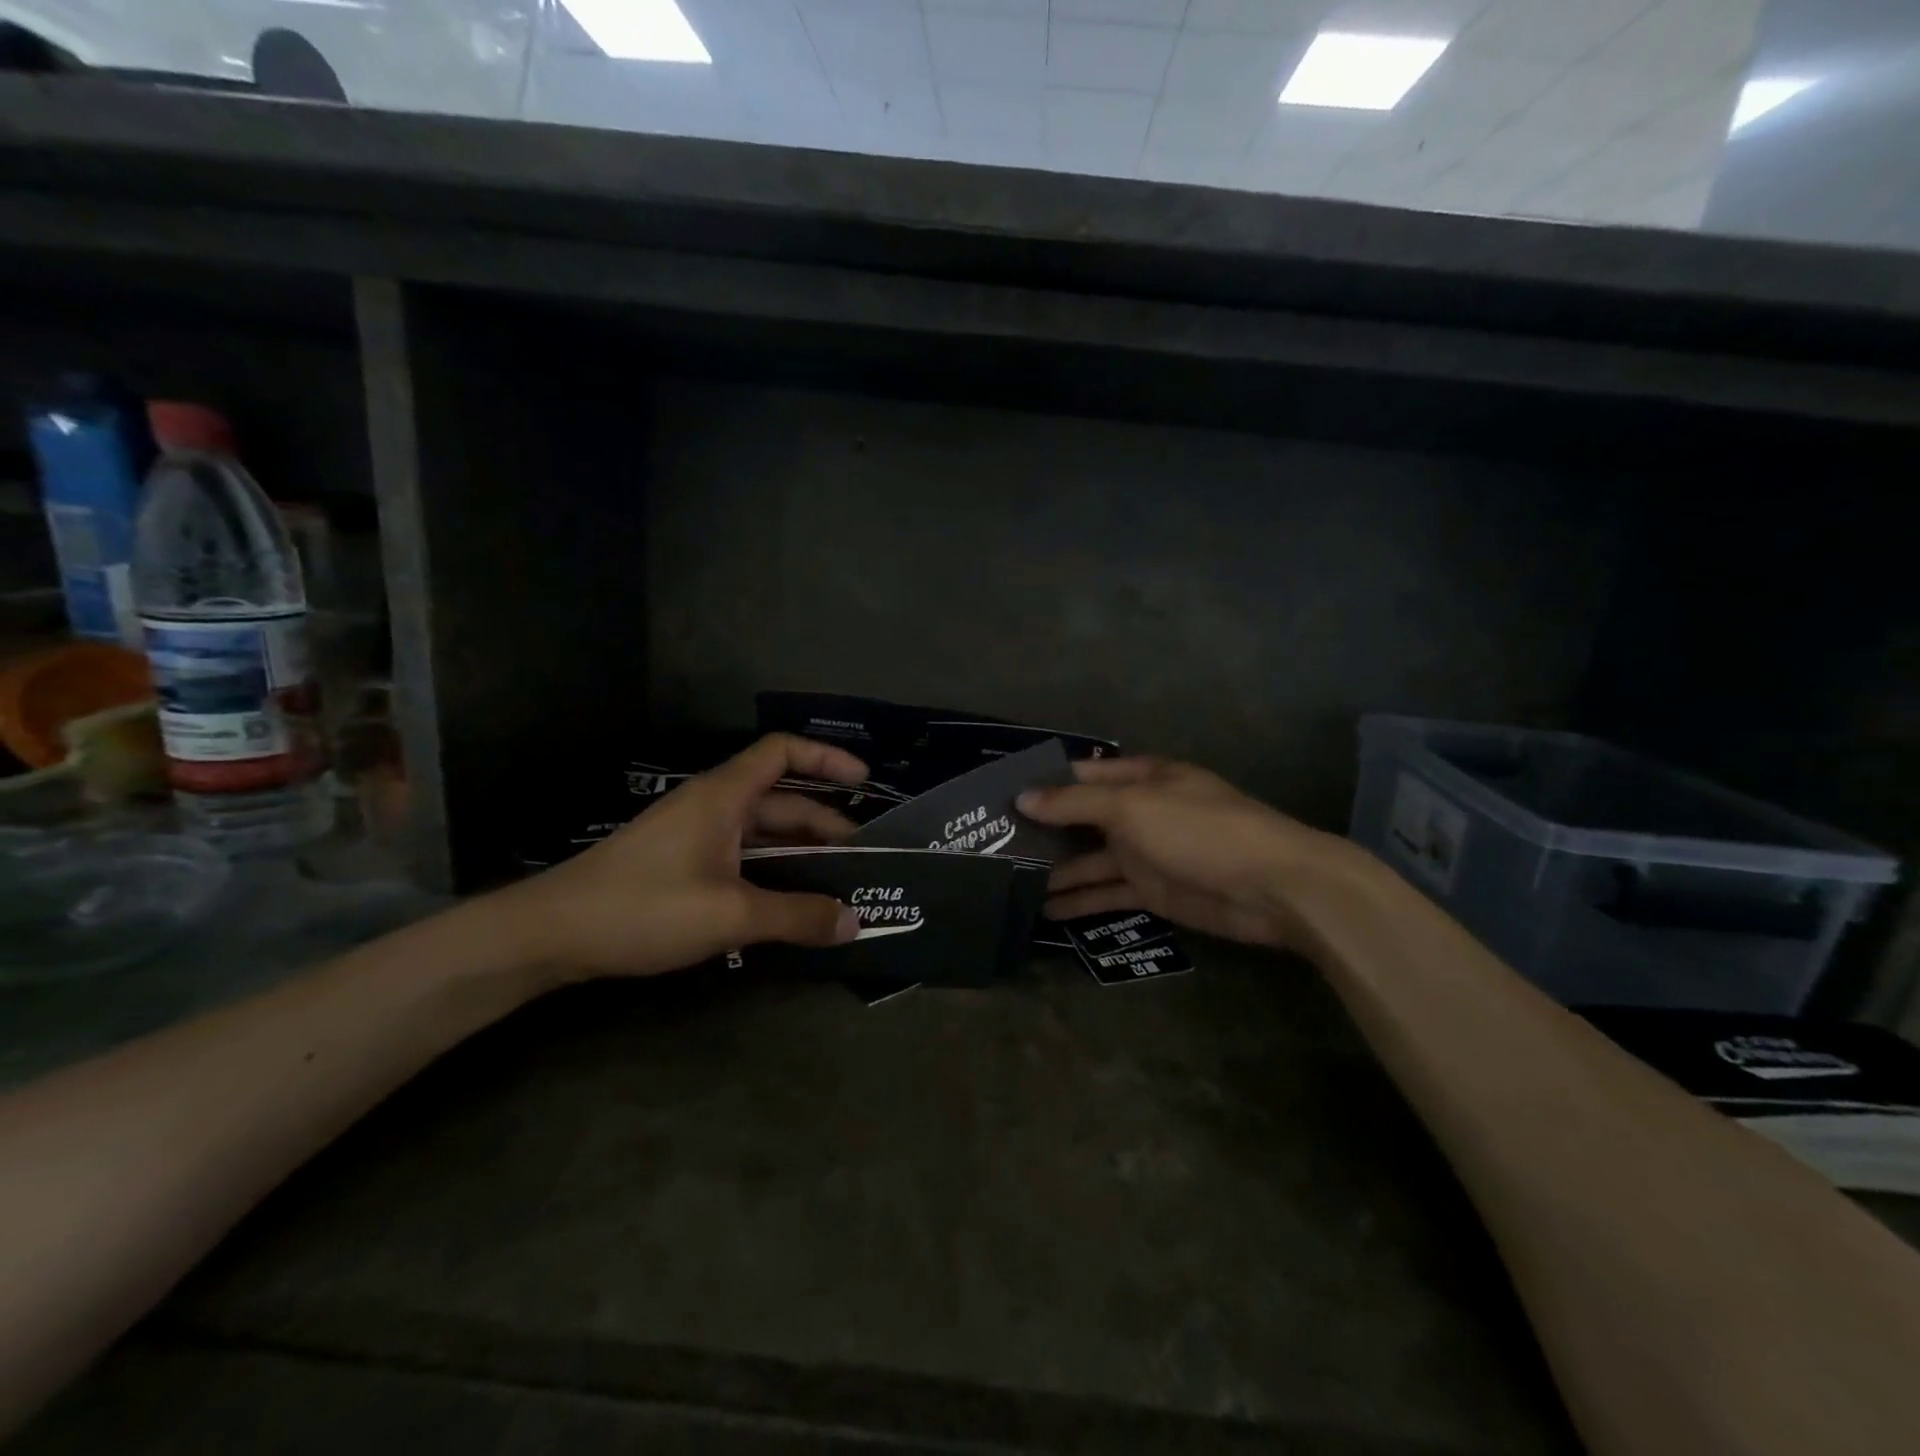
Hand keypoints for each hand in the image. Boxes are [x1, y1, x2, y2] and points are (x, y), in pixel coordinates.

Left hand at [493, 734, 867, 979]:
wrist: (551, 933)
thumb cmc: (643, 907)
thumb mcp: (730, 913)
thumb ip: (796, 916)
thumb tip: (853, 922)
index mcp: (723, 796)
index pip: (782, 752)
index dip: (827, 759)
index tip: (865, 782)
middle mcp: (713, 806)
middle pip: (781, 801)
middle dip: (826, 825)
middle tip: (864, 860)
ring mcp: (695, 836)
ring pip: (762, 834)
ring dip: (801, 854)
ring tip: (838, 884)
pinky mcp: (682, 865)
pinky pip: (742, 858)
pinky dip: (773, 873)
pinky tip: (790, 904)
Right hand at [1018, 757, 1373, 949]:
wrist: (1272, 887)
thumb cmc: (1200, 830)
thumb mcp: (1133, 808)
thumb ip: (1076, 804)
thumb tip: (1023, 798)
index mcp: (1140, 778)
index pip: (1082, 774)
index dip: (1043, 782)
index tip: (999, 796)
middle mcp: (1139, 811)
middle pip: (1082, 818)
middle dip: (1043, 828)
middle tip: (993, 842)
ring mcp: (1146, 853)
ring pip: (1090, 858)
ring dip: (1055, 868)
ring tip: (1008, 880)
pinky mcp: (1152, 891)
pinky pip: (1107, 892)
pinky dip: (1079, 900)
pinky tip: (1044, 910)